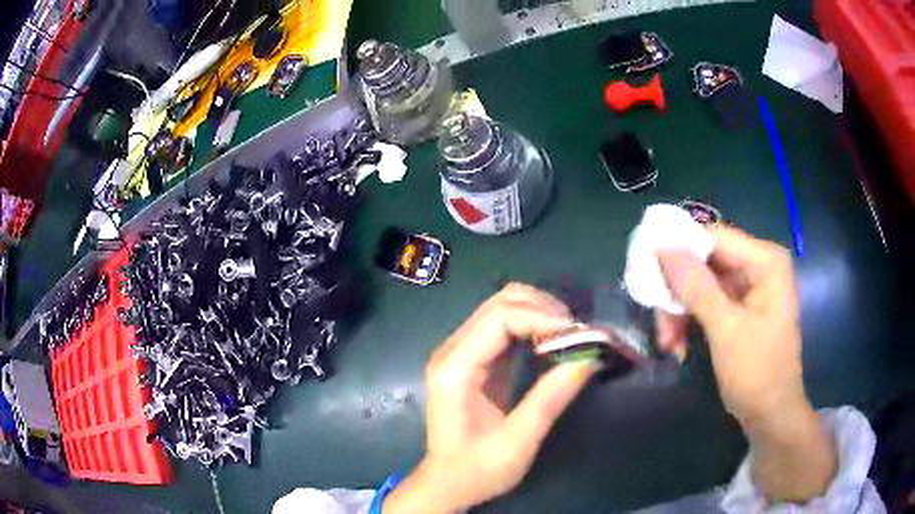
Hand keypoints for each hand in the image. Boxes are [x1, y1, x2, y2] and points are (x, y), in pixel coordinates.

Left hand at [384, 284, 597, 513]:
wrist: (447, 482)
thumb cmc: (477, 469)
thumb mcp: (517, 443)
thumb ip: (550, 398)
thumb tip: (589, 357)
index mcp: (455, 368)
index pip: (500, 317)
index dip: (543, 317)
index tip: (579, 334)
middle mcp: (452, 350)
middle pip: (500, 302)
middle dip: (544, 309)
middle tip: (578, 334)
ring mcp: (460, 351)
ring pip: (502, 307)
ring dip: (540, 313)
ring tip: (570, 337)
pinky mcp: (472, 358)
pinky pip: (504, 325)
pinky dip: (533, 325)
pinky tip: (552, 342)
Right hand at [657, 226, 835, 501]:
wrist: (770, 416)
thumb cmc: (758, 373)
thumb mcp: (727, 330)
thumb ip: (697, 288)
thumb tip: (663, 248)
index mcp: (765, 261)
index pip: (714, 237)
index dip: (679, 250)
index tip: (647, 271)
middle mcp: (757, 266)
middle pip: (705, 261)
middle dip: (679, 291)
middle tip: (659, 321)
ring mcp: (748, 287)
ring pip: (700, 283)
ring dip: (680, 311)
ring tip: (668, 342)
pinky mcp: (739, 307)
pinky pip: (706, 301)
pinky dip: (689, 320)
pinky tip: (678, 344)